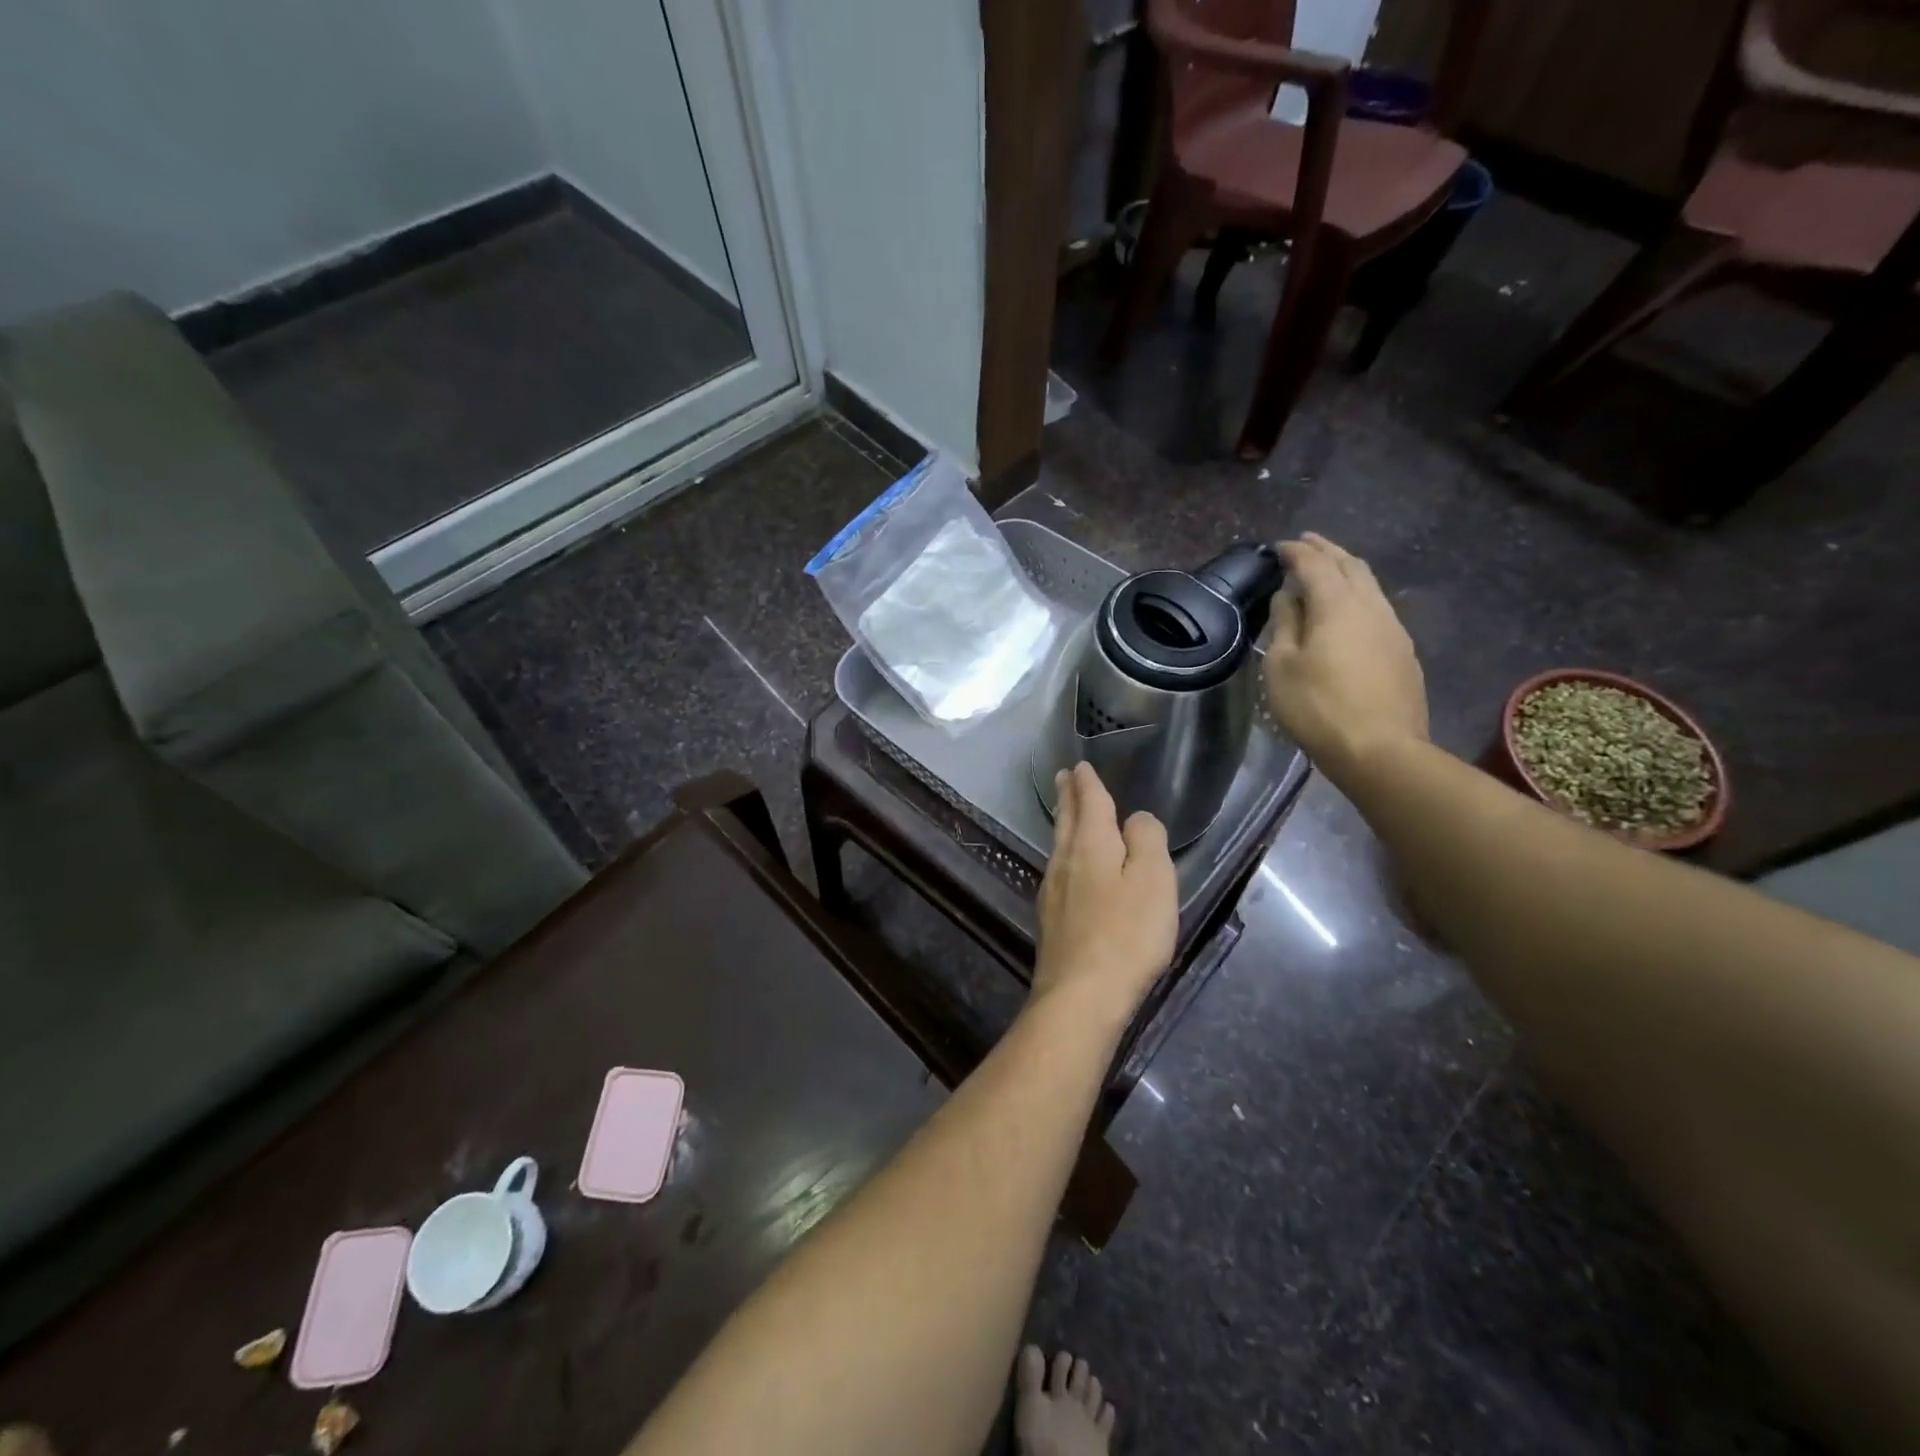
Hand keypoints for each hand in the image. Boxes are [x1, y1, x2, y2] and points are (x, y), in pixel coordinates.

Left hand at [1031, 763, 1177, 1024]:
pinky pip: (1058, 870)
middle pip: (1066, 820)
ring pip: (1058, 845)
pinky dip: (1065, 854)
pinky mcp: (1051, 919)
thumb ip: (1146, 841)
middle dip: (1067, 796)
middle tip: (1063, 777)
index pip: (1089, 802)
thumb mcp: (1154, 880)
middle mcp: (1064, 860)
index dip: (1087, 782)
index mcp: (1090, 844)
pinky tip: (1068, 865)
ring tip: (1067, 812)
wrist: (1082, 995)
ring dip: (1064, 823)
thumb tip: (1135, 819)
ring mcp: (1052, 891)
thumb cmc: (1127, 934)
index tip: (1080, 766)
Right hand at [1264, 533, 1427, 784]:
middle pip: (1351, 566)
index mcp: (1337, 605)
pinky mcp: (1404, 652)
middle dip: (1327, 550)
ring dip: (1347, 571)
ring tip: (1329, 570)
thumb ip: (1285, 624)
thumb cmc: (1318, 707)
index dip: (1296, 552)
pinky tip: (1350, 609)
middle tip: (1307, 542)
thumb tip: (1289, 596)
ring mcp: (1394, 629)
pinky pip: (1379, 609)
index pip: (1315, 564)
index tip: (1279, 546)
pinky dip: (1359, 595)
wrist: (1380, 750)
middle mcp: (1371, 607)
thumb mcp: (1282, 667)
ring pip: (1370, 586)